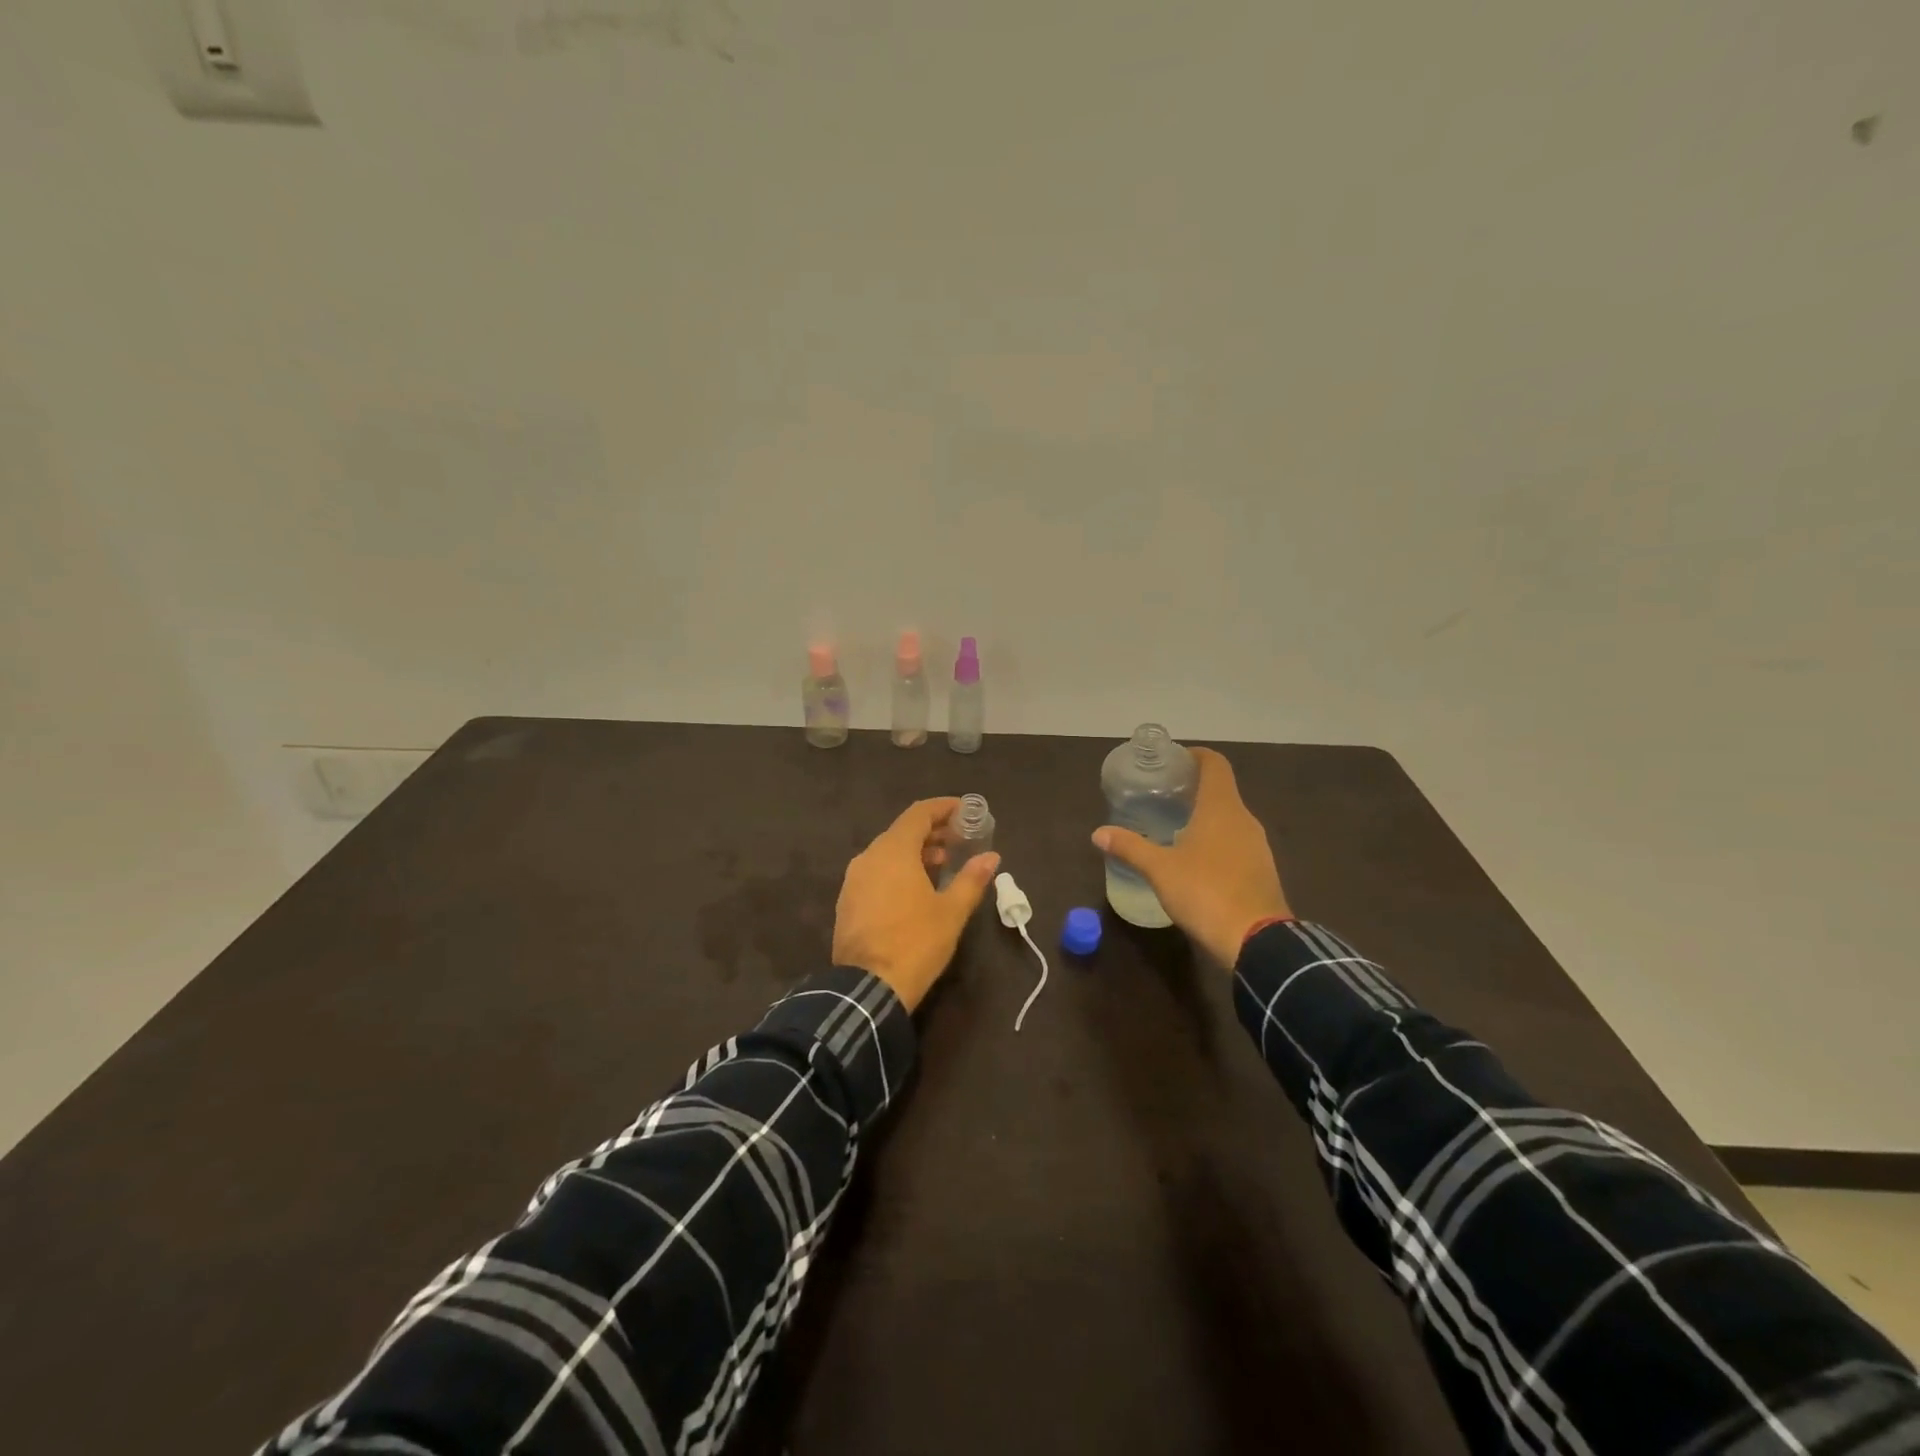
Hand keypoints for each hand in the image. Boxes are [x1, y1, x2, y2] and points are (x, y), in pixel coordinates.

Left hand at [833, 798, 1000, 1010]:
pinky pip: (875, 872)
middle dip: (931, 832)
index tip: (964, 810)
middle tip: (959, 840)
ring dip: (914, 852)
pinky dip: (897, 870)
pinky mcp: (847, 901)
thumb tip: (991, 856)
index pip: (918, 814)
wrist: (868, 988)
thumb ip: (971, 879)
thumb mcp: (951, 911)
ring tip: (941, 865)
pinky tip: (915, 889)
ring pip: (887, 853)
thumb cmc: (916, 942)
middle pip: (902, 832)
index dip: (943, 808)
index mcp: (893, 851)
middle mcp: (868, 857)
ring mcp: (853, 880)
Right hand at [1092, 747, 1290, 966]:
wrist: (1256, 941)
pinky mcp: (1262, 870)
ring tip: (1175, 826)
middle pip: (1221, 790)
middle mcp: (1244, 819)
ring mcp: (1258, 846)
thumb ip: (1130, 847)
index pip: (1215, 764)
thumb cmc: (1205, 892)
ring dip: (1206, 816)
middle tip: (1163, 796)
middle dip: (1194, 788)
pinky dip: (1217, 840)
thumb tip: (1098, 833)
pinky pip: (1237, 842)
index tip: (1173, 761)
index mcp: (1221, 808)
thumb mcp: (1159, 869)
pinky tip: (1196, 859)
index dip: (1195, 756)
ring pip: (1230, 818)